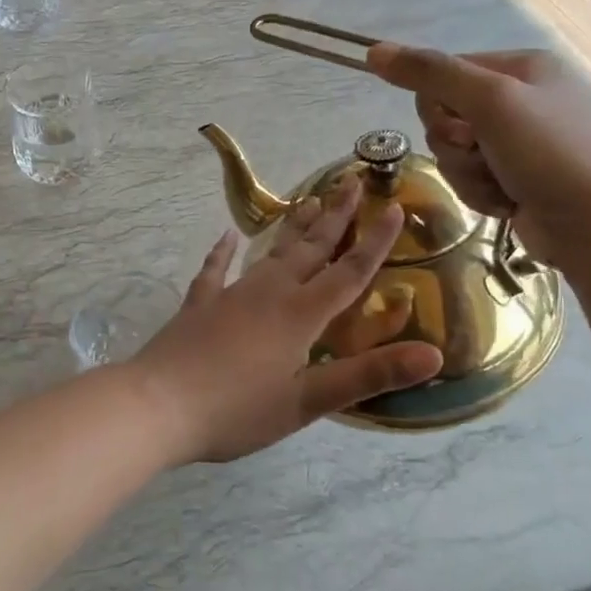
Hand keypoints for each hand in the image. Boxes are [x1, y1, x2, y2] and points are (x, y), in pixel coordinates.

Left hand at [131, 181, 441, 464]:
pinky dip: (221, 253)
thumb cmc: (237, 410)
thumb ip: (368, 375)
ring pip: (269, 253)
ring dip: (292, 228)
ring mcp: (229, 295)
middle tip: (350, 180)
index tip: (394, 206)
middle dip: (335, 216)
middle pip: (310, 249)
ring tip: (309, 200)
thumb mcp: (308, 402)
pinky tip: (225, 237)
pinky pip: (214, 271)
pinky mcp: (198, 306)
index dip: (375, 242)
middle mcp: (268, 294)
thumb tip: (433, 355)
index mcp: (299, 315)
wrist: (157, 405)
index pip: (348, 272)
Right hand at [365, 43, 590, 267]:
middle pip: (443, 116)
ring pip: (453, 153)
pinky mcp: (515, 178)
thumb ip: (430, 73)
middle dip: (455, 146)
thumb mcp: (490, 102)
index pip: (443, 74)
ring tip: (502, 185)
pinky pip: (470, 178)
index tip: (463, 128)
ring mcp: (519, 142)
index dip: (439, 106)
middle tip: (484, 155)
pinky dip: (481, 193)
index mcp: (521, 67)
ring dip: (467, 173)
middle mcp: (520, 99)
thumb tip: (373, 50)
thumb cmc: (551, 154)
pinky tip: (508, 203)